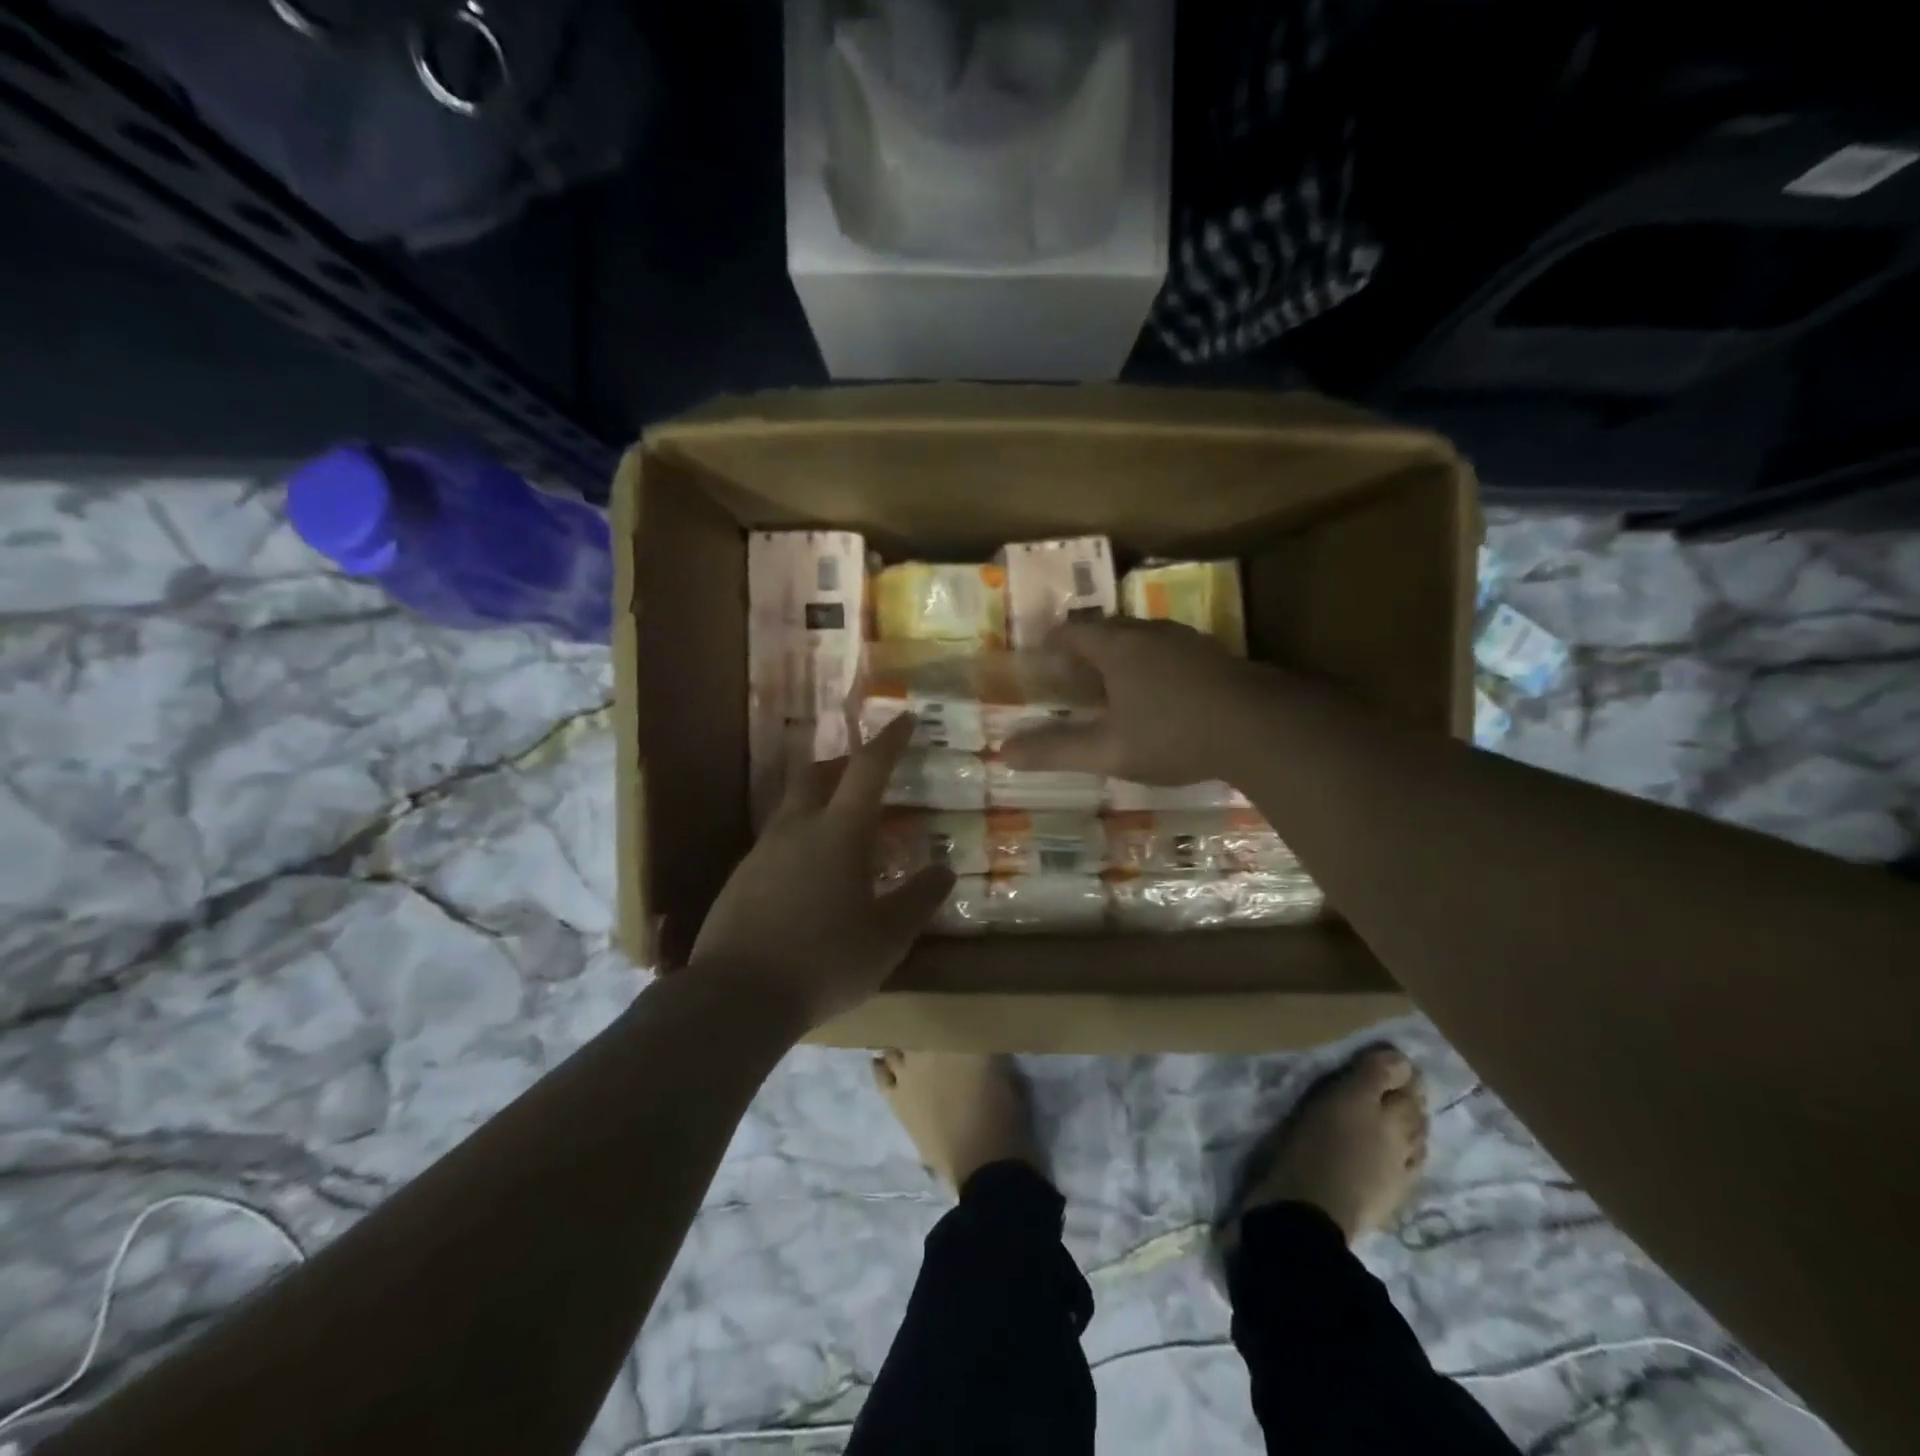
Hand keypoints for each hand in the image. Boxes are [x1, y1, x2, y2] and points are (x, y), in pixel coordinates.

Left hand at [689, 714, 955, 1026]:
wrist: (736, 996)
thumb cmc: (825, 960)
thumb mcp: (887, 936)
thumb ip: (919, 899)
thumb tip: (945, 870)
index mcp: (838, 832)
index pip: (867, 769)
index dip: (889, 740)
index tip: (905, 718)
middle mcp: (796, 828)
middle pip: (817, 775)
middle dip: (844, 764)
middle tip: (866, 773)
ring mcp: (762, 852)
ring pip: (793, 807)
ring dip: (820, 801)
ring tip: (844, 828)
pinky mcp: (741, 878)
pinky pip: (777, 841)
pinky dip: (800, 838)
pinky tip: (811, 874)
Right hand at [1001, 618, 1269, 784]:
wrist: (1262, 729)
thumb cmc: (1174, 736)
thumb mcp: (1110, 751)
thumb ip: (1057, 750)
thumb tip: (1004, 752)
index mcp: (1118, 647)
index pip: (1073, 631)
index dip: (1052, 643)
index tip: (1040, 659)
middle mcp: (1150, 633)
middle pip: (1107, 630)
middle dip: (1085, 649)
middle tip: (1072, 676)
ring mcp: (1186, 640)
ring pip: (1141, 638)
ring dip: (1120, 656)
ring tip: (1112, 686)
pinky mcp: (1213, 655)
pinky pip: (1167, 651)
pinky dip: (1150, 665)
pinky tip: (1159, 695)